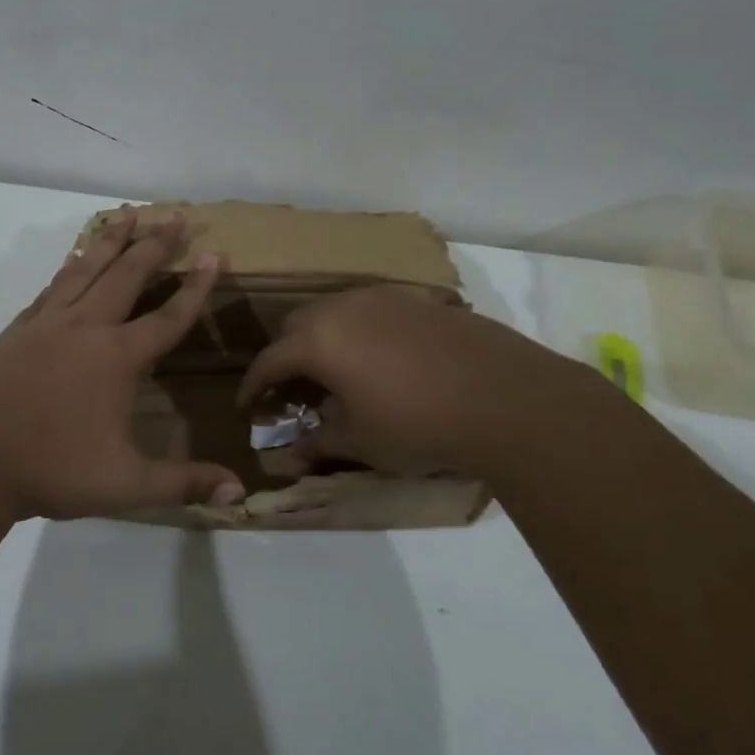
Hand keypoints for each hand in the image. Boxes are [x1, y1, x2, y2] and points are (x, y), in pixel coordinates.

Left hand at [0, 208, 245, 520]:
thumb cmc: (51, 470)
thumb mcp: (125, 485)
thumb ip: (182, 484)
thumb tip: (238, 494)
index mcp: (117, 358)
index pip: (168, 316)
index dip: (196, 287)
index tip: (214, 254)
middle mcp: (85, 328)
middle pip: (127, 275)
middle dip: (155, 244)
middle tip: (175, 215)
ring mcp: (46, 324)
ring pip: (86, 268)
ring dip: (111, 239)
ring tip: (128, 214)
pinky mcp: (16, 330)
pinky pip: (52, 287)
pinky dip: (70, 267)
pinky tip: (74, 262)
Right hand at [236, 284, 577, 479]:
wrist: (506, 398)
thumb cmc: (418, 424)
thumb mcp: (360, 442)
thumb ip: (319, 442)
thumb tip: (290, 455)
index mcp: (319, 340)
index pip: (270, 359)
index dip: (254, 384)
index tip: (248, 404)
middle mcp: (344, 308)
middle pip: (297, 325)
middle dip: (285, 354)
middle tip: (291, 386)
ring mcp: (383, 298)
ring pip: (334, 311)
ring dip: (322, 337)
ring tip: (334, 370)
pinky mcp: (417, 300)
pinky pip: (369, 310)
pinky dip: (358, 331)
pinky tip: (378, 359)